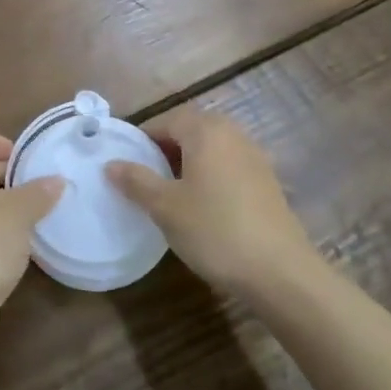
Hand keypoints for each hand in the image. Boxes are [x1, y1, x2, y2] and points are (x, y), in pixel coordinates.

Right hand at [105, 108, 317, 299]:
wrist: (280, 270)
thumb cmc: (214, 230)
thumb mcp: (165, 207)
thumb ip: (136, 181)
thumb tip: (110, 164)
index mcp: (206, 131)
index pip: (167, 119)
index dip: (143, 136)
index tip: (126, 160)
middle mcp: (232, 134)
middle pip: (192, 128)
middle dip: (167, 146)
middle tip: (146, 174)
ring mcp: (254, 156)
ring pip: (212, 146)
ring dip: (189, 160)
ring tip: (171, 190)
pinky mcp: (267, 181)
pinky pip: (229, 164)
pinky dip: (210, 174)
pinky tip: (203, 204)